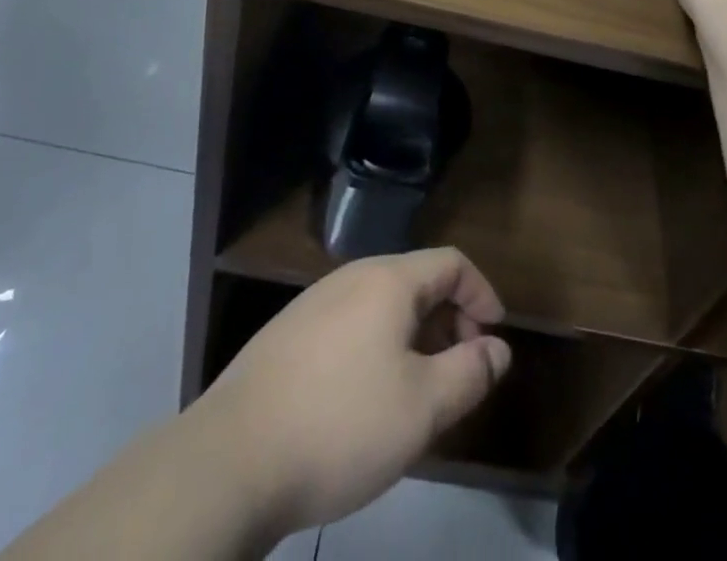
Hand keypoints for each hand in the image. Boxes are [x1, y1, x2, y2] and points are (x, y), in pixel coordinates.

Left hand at [202, 248, 511, 536]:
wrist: (228, 462)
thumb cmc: (340, 426)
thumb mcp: (422, 408)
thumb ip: (469, 373)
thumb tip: (498, 349)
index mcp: (388, 280)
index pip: (451, 262)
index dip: (482, 294)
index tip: (494, 339)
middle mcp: (351, 277)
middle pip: (416, 281)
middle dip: (449, 320)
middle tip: (459, 372)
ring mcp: (313, 304)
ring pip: (381, 306)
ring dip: (413, 337)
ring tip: (417, 392)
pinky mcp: (286, 336)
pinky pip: (349, 326)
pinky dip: (376, 348)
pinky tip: (364, 401)